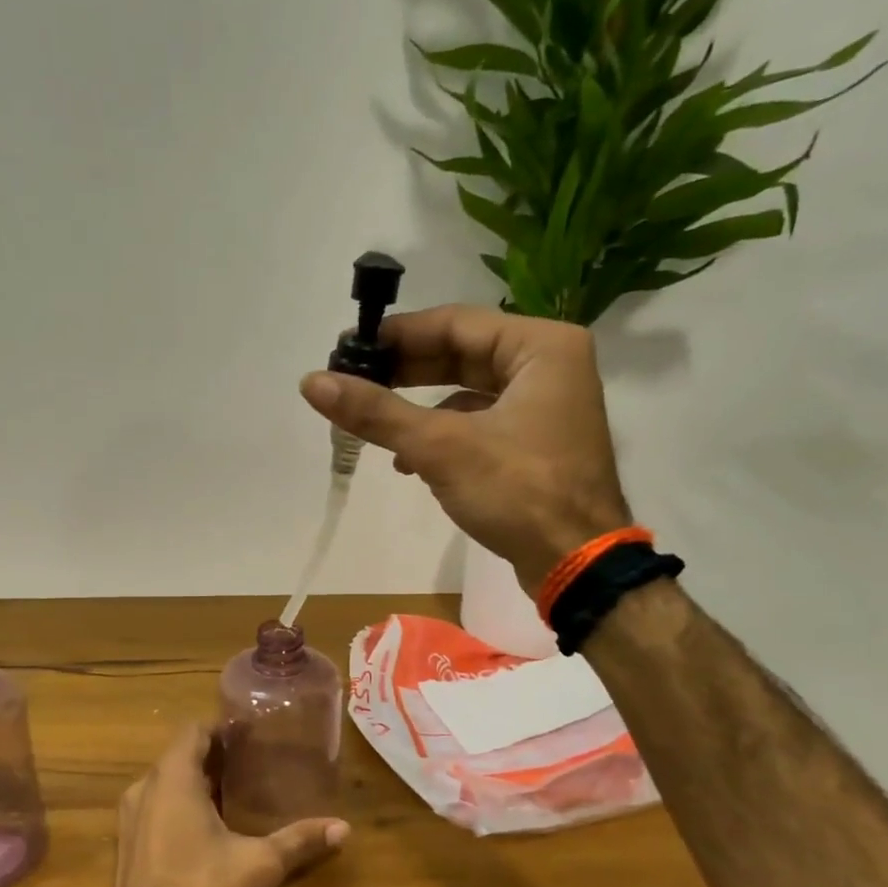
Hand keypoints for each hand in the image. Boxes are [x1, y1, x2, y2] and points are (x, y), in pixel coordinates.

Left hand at [110, 724, 347, 886]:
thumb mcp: (259, 865)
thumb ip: (299, 841)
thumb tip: (343, 828)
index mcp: (172, 779)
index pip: (193, 731)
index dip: (221, 728)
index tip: (251, 733)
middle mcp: (144, 790)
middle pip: (179, 756)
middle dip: (214, 756)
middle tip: (253, 761)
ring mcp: (130, 819)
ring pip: (166, 784)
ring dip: (196, 782)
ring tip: (236, 791)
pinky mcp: (127, 847)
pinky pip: (156, 808)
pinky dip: (181, 805)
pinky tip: (209, 827)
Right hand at [300, 305, 631, 593]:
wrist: (576, 563)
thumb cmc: (518, 491)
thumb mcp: (440, 447)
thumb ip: (376, 412)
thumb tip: (311, 383)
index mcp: (542, 346)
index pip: (455, 323)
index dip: (398, 336)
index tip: (349, 349)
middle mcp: (549, 365)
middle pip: (462, 354)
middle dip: (405, 372)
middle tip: (354, 381)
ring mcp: (545, 406)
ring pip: (468, 390)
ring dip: (419, 407)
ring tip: (374, 423)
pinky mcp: (536, 442)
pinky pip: (479, 422)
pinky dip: (443, 435)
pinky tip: (407, 460)